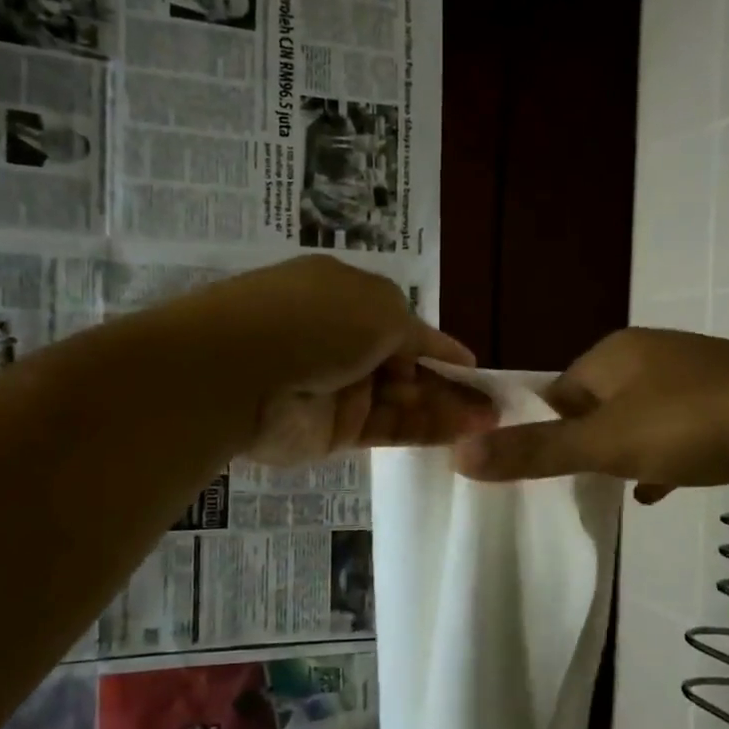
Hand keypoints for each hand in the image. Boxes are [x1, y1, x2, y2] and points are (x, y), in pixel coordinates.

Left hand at [178, 257, 497, 465]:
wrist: (238, 373)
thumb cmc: (315, 320)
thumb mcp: (380, 307)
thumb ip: (416, 333)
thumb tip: (443, 350)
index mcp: (344, 296)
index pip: (401, 322)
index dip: (437, 345)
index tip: (471, 367)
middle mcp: (340, 340)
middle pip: (404, 365)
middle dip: (446, 382)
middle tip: (490, 403)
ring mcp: (336, 388)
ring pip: (400, 400)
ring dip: (444, 408)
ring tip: (490, 421)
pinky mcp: (333, 431)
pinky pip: (388, 429)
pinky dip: (426, 430)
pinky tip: (463, 432)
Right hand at [453, 328, 728, 497]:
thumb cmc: (694, 424)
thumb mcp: (605, 443)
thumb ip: (535, 451)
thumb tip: (458, 454)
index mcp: (615, 354)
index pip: (557, 389)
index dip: (540, 428)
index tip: (532, 469)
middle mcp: (651, 358)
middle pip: (595, 404)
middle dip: (581, 443)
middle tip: (567, 486)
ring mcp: (693, 380)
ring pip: (638, 420)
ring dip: (621, 453)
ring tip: (604, 491)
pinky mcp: (728, 407)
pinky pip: (677, 434)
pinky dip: (661, 460)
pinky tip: (655, 492)